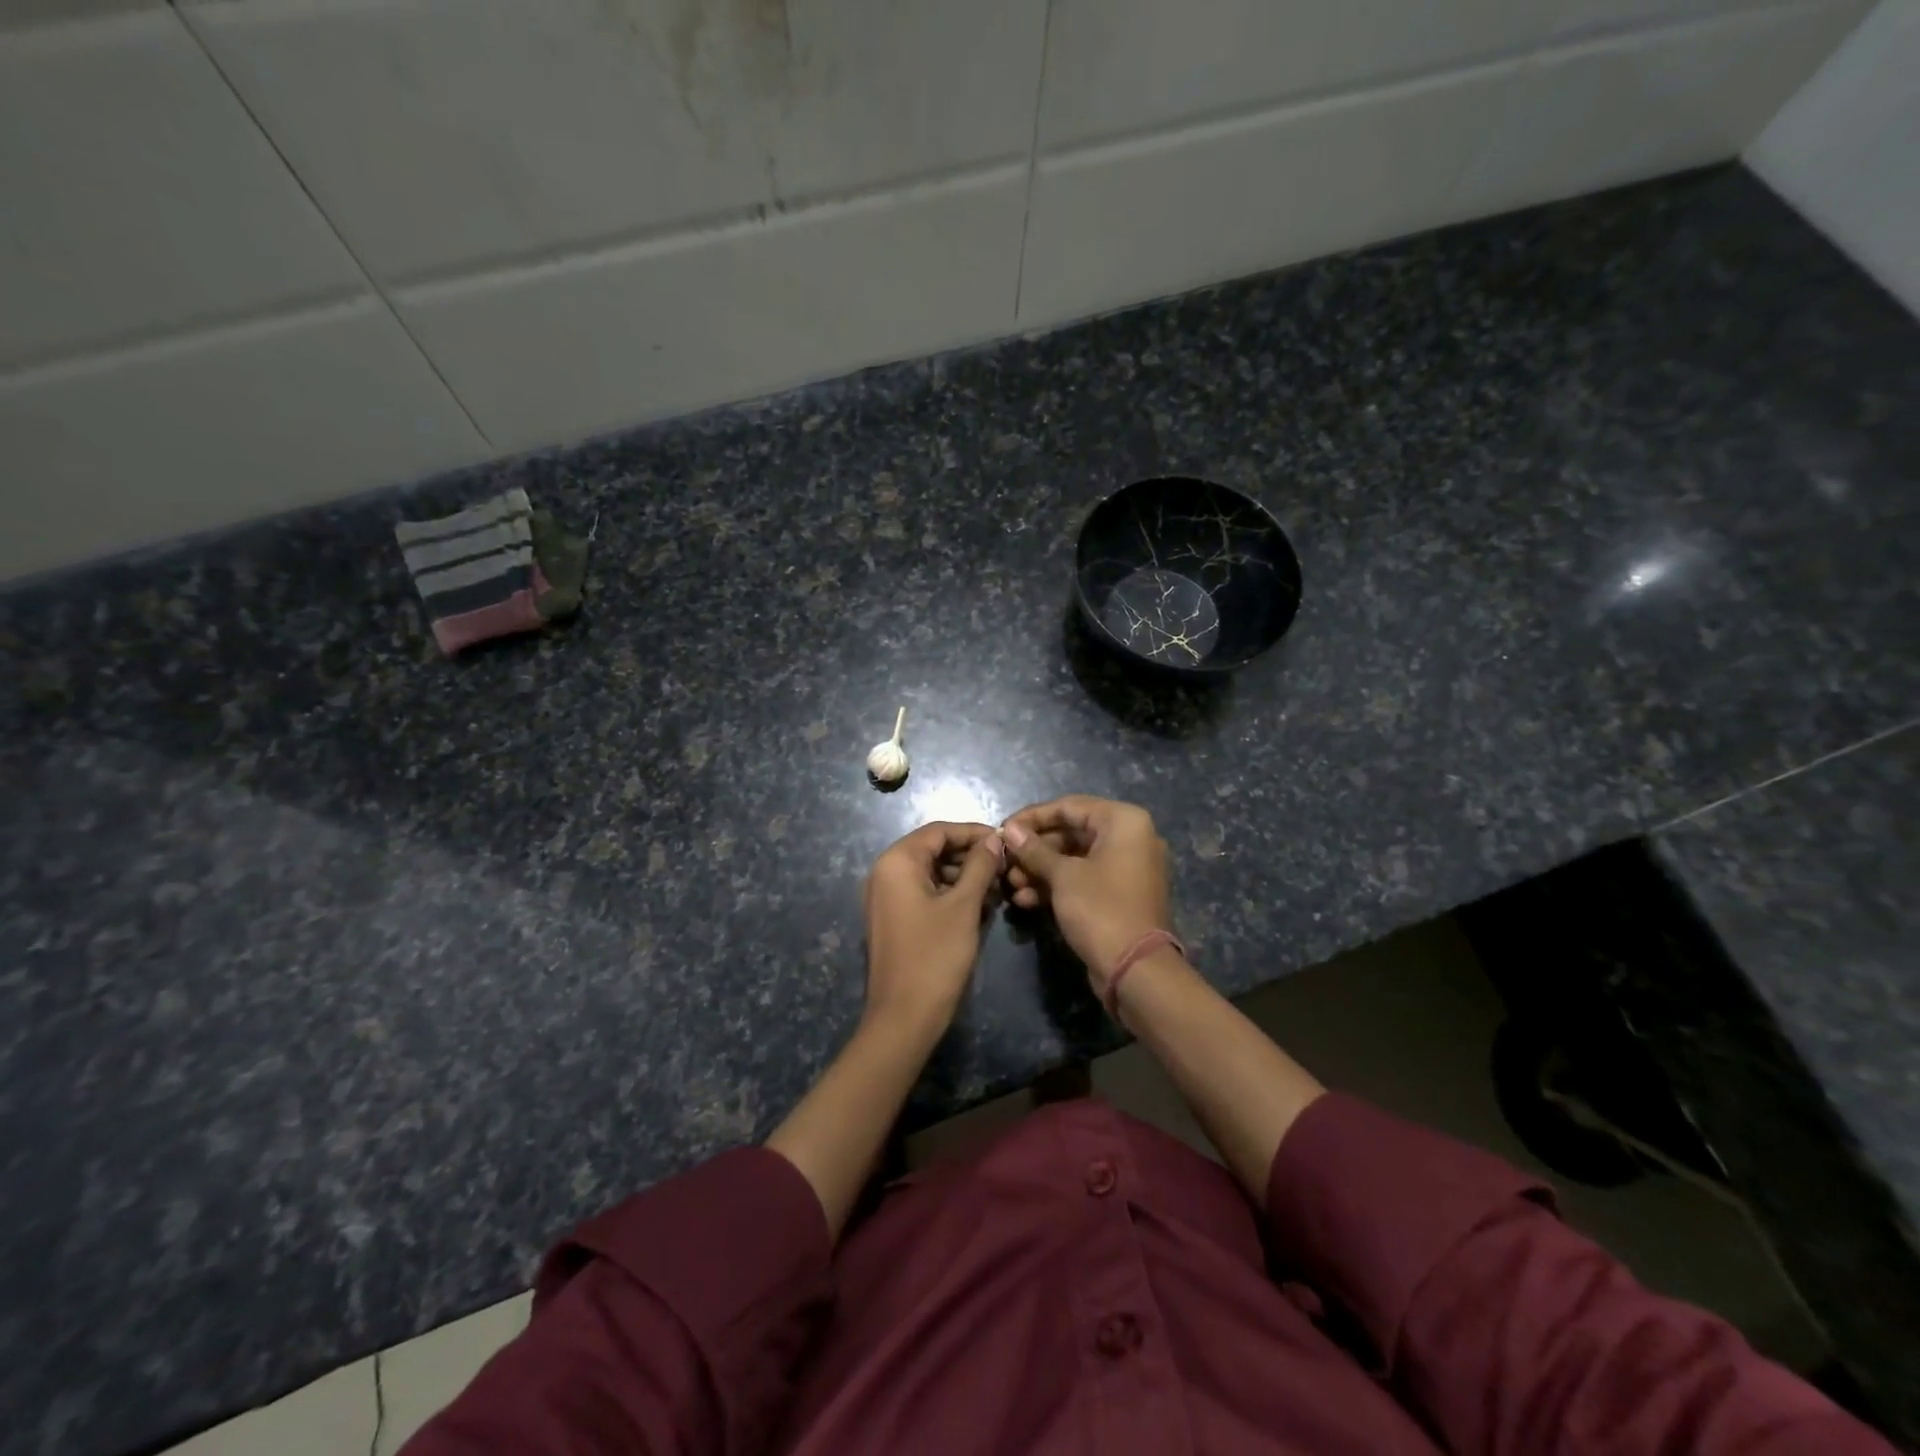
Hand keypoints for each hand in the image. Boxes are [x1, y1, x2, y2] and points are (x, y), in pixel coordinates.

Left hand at [862, 821, 1004, 1037]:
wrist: (904, 1018)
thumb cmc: (935, 955)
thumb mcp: (964, 906)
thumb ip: (980, 867)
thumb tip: (994, 840)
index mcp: (896, 862)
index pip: (939, 831)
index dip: (973, 833)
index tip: (1006, 842)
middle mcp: (884, 873)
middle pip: (933, 850)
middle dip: (970, 856)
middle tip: (1004, 868)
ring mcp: (886, 898)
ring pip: (930, 873)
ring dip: (963, 877)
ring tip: (997, 890)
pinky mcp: (893, 920)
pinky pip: (923, 894)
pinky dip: (950, 895)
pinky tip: (979, 907)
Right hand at [1001, 796, 1173, 995]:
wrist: (1136, 971)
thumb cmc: (1101, 909)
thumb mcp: (1062, 876)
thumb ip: (1034, 850)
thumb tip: (1009, 830)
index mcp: (1123, 822)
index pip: (1069, 807)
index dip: (1032, 817)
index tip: (1003, 830)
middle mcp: (1129, 838)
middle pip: (1071, 833)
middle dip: (1034, 850)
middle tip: (1005, 862)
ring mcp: (1126, 868)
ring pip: (1074, 858)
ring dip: (1040, 870)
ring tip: (1010, 884)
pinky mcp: (1118, 894)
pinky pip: (1083, 879)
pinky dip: (1056, 886)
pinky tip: (1024, 900)